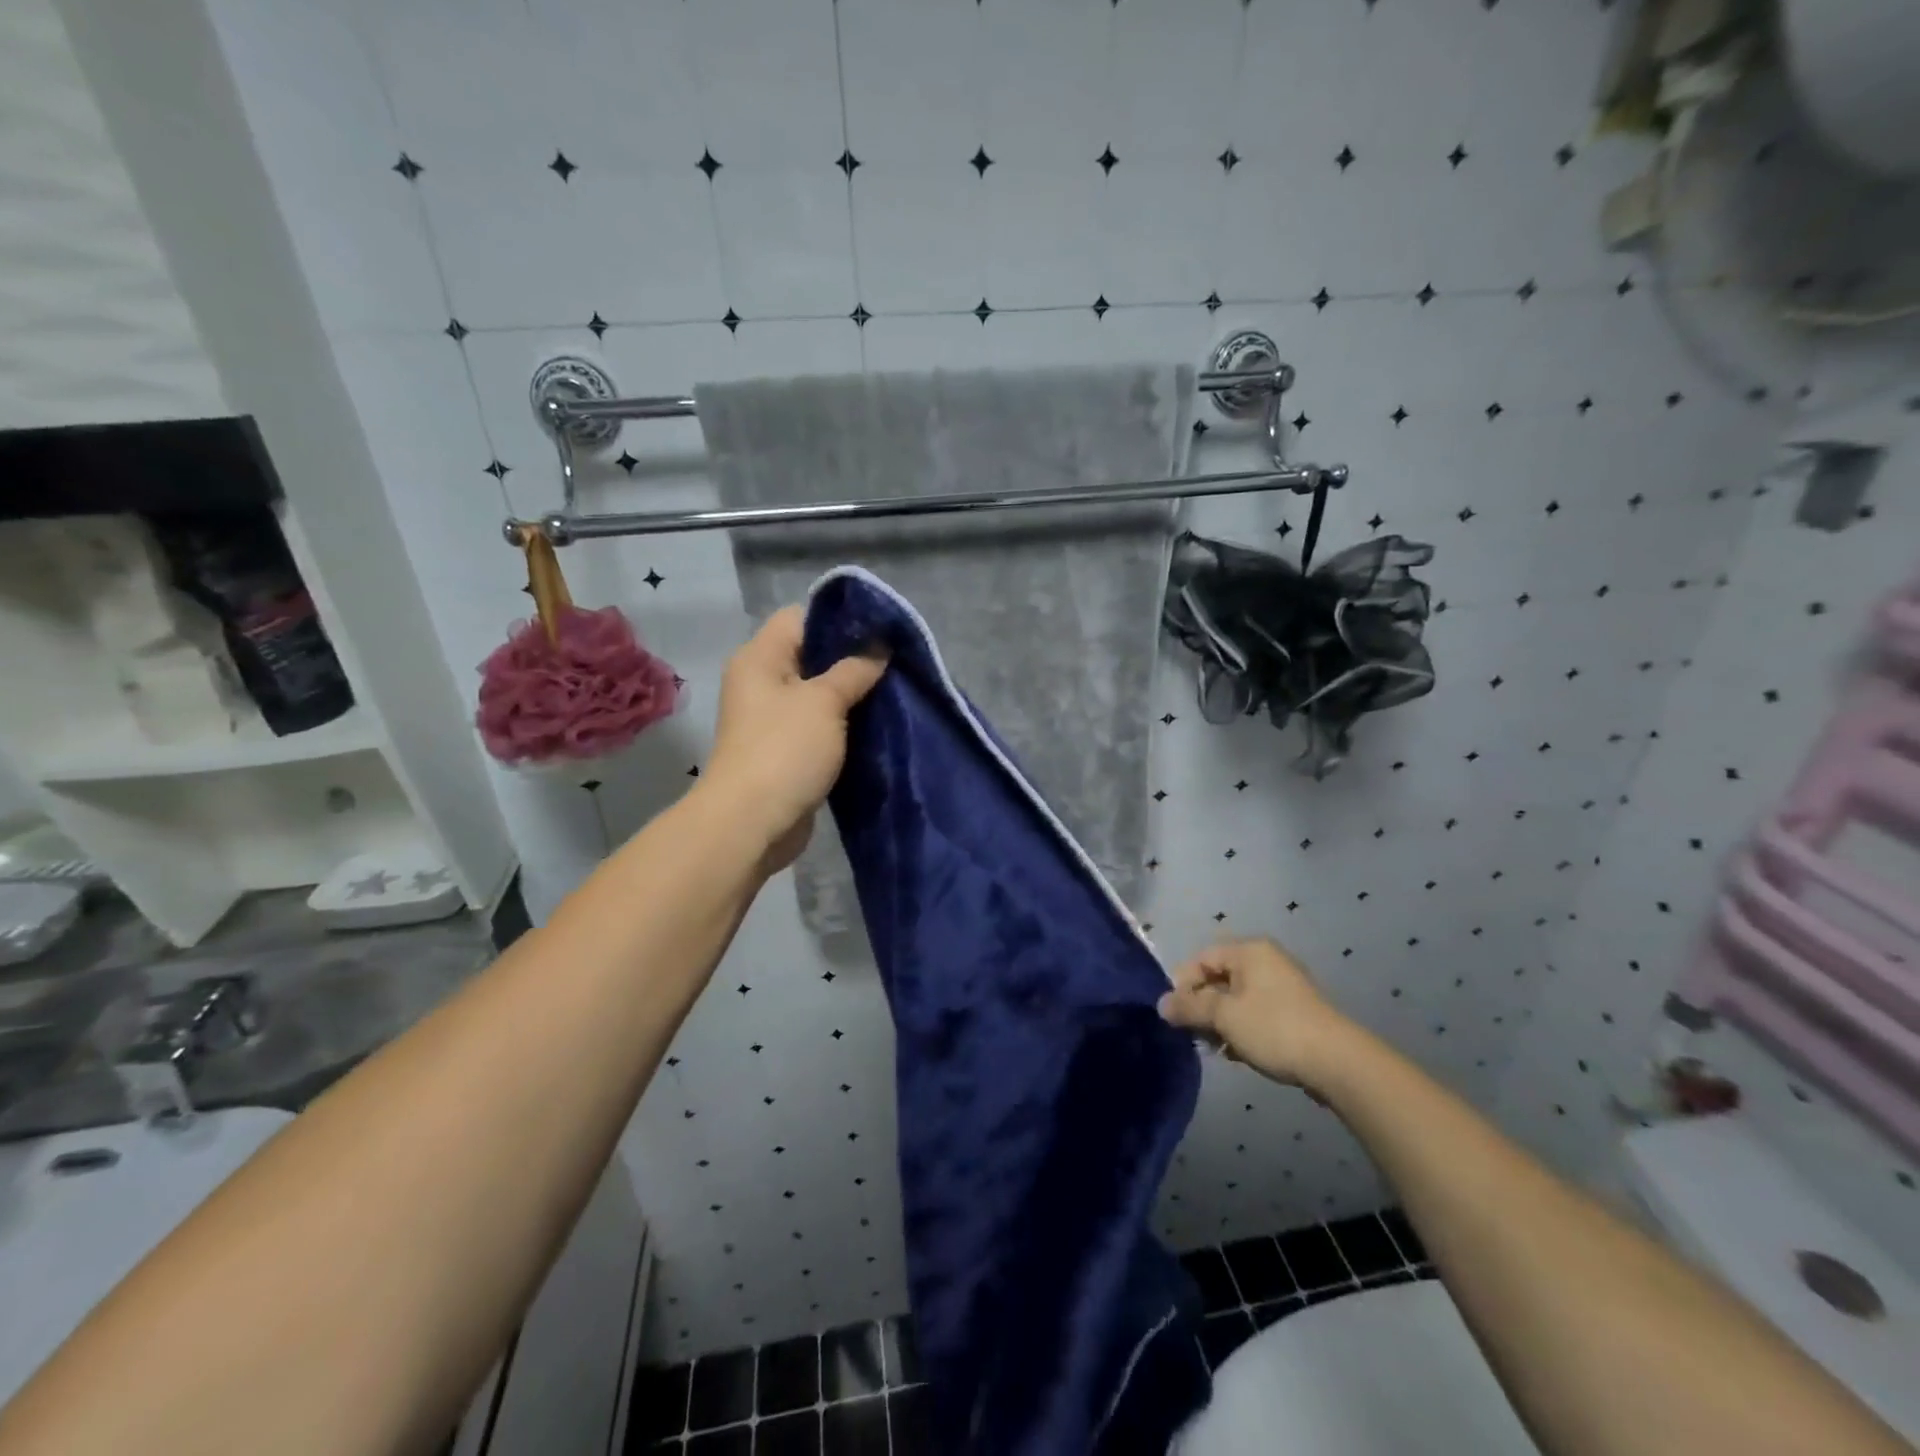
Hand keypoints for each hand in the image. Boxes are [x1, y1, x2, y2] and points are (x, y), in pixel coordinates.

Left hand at [702, 605, 886, 871]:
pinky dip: (845, 725)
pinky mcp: (786, 750)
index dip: (839, 619)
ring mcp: (773, 719)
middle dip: (853, 659)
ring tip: (893, 691)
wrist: (752, 823)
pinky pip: (820, 725)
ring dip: (852, 695)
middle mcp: (762, 682)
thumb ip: (854, 670)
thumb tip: (879, 648)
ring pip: (819, 694)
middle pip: (812, 656)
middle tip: (894, 662)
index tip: (880, 630)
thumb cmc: (785, 750)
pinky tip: (877, 724)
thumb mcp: (825, 701)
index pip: (801, 618)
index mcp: (760, 658)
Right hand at [1159, 939, 1352, 1092]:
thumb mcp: (1224, 1017)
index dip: (1183, 984)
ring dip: (1221, 1021)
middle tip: (1195, 1034)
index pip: (1201, 958)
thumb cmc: (1274, 1029)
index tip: (1176, 1015)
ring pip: (1237, 997)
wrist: (1338, 1062)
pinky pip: (1256, 1011)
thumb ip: (1189, 1007)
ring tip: (1217, 1048)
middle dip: (1202, 1006)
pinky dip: (1242, 1027)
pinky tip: (1239, 1052)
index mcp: (1249, 951)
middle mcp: (1266, 960)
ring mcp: (1283, 985)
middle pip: (1219, 977)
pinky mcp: (1295, 1010)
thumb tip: (1161, 1004)